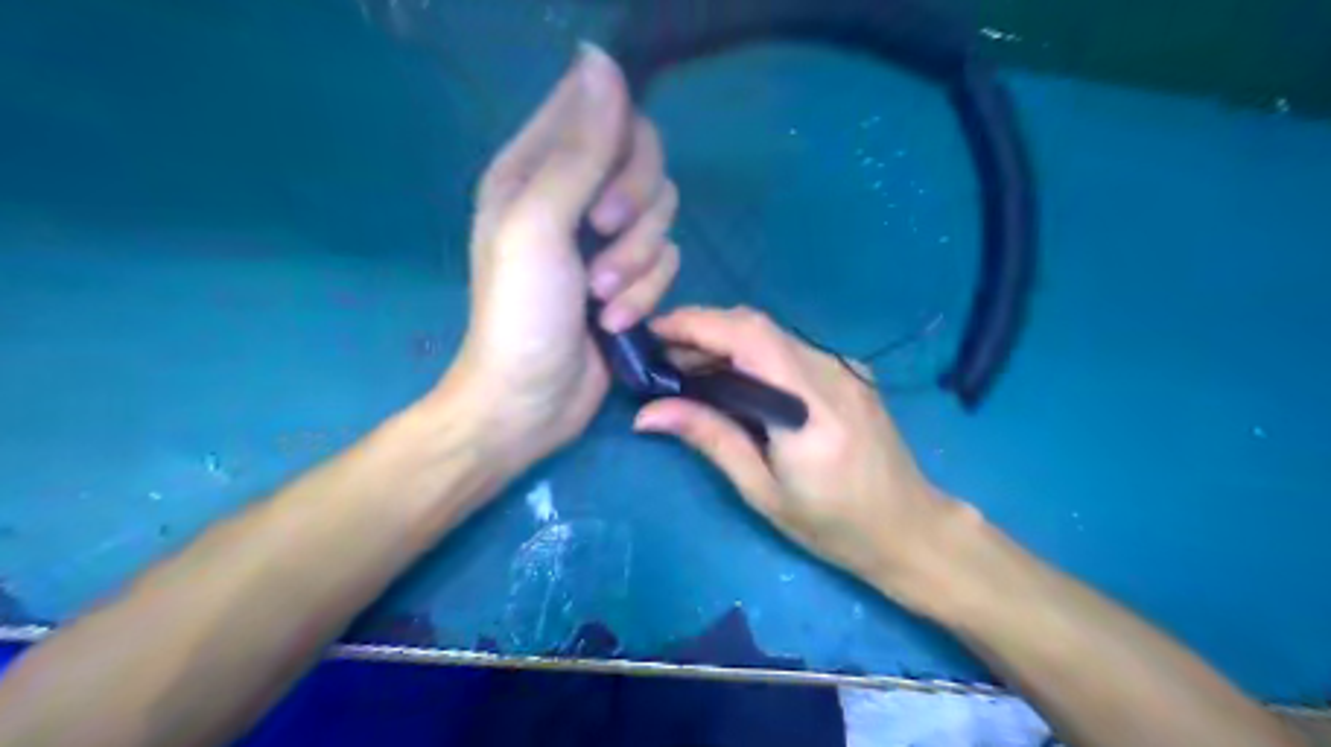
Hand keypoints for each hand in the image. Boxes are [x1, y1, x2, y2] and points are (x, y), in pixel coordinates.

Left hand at [439, 43, 678, 478]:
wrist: (531, 399)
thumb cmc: (519, 313)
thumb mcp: (538, 225)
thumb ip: (578, 150)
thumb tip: (601, 61)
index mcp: (535, 168)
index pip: (601, 112)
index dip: (620, 141)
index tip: (605, 189)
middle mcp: (573, 195)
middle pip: (644, 162)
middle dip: (634, 208)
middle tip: (602, 238)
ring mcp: (605, 240)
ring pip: (662, 217)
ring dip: (637, 263)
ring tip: (601, 299)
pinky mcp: (631, 279)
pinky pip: (667, 263)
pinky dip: (644, 294)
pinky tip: (614, 323)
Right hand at [632, 302, 967, 600]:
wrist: (908, 526)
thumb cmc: (833, 525)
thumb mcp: (763, 490)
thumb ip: (711, 438)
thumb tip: (648, 414)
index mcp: (810, 408)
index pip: (747, 338)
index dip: (696, 324)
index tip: (652, 332)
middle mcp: (831, 373)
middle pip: (756, 325)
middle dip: (702, 330)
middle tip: (661, 356)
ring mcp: (845, 367)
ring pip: (771, 334)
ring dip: (724, 341)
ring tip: (686, 367)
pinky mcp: (848, 371)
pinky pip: (789, 349)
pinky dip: (750, 354)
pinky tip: (731, 377)